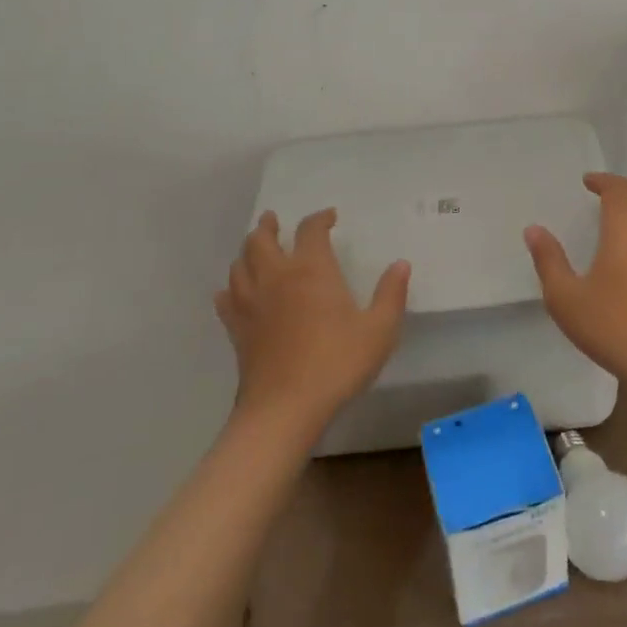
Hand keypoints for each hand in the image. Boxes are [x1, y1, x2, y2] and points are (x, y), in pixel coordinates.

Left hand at [215, 209, 410, 431]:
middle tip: (274, 220)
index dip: (320, 219)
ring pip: (239, 264)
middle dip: (269, 226)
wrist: (284, 409)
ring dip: (247, 251)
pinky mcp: (237, 330)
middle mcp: (276, 277)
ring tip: (255, 249)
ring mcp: (251, 303)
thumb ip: (391, 294)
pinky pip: (226, 299)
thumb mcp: (379, 330)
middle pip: (261, 239)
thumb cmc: (336, 363)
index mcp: (311, 269)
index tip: (330, 217)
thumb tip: (401, 264)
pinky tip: (232, 292)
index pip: (311, 230)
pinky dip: (229, 289)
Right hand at [524, 173, 626, 396]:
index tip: (587, 182)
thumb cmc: (614, 326)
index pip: (618, 188)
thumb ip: (549, 261)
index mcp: (626, 227)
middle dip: (625, 187)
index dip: (603, 180)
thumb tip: (533, 229)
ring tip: (626, 214)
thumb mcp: (566, 298)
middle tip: (604, 194)